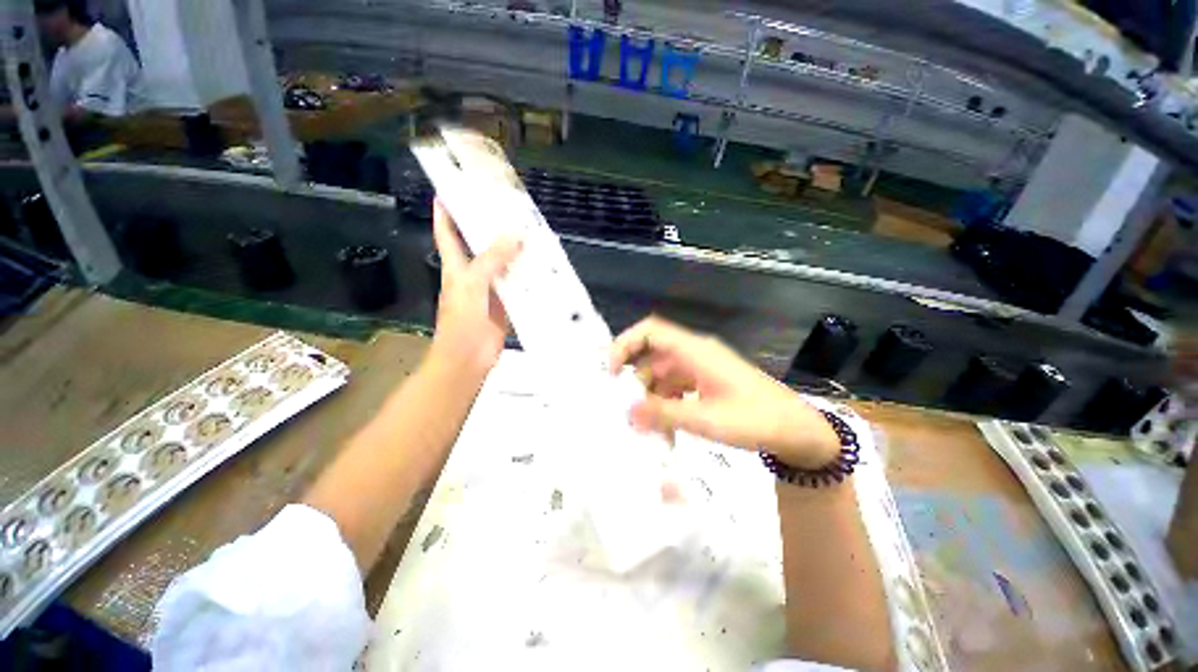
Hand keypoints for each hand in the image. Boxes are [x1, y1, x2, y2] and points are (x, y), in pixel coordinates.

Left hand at [429, 200, 520, 377]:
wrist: (470, 358)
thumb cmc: (463, 320)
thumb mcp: (473, 284)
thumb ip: (492, 259)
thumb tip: (514, 234)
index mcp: (456, 266)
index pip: (447, 233)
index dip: (446, 211)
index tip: (452, 190)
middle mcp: (473, 274)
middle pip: (481, 246)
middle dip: (491, 228)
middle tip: (509, 209)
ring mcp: (491, 290)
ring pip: (504, 265)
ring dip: (515, 252)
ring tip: (532, 233)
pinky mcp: (507, 304)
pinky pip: (518, 285)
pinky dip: (528, 276)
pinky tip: (542, 266)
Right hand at [610, 317, 839, 468]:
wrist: (798, 431)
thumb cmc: (756, 420)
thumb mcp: (706, 420)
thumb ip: (664, 414)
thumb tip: (627, 411)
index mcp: (695, 351)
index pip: (651, 331)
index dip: (625, 343)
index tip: (610, 372)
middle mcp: (694, 354)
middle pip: (652, 356)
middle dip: (635, 381)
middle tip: (624, 409)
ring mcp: (701, 369)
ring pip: (662, 376)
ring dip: (651, 398)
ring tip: (646, 428)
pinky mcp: (706, 383)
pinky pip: (676, 388)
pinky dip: (666, 405)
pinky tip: (665, 429)